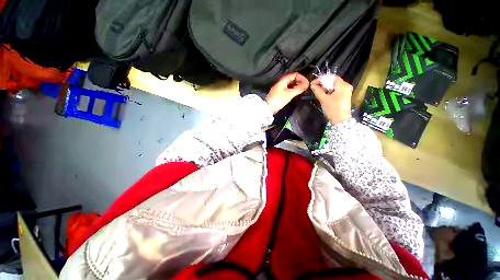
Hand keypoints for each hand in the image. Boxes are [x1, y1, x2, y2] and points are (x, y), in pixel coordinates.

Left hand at [266, 73, 308, 113]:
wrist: (269, 108)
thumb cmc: (278, 100)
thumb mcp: (290, 93)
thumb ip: (299, 88)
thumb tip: (306, 85)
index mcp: (283, 80)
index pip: (295, 74)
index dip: (302, 78)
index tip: (306, 83)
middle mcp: (281, 83)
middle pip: (292, 79)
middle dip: (300, 82)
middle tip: (305, 87)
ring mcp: (279, 88)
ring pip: (290, 84)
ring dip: (296, 86)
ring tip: (301, 90)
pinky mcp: (279, 94)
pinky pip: (287, 89)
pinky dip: (292, 90)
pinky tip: (295, 94)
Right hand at [310, 76, 352, 124]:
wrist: (341, 120)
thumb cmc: (333, 109)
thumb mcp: (324, 100)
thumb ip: (317, 91)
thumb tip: (312, 85)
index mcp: (342, 85)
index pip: (331, 77)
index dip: (321, 79)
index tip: (313, 83)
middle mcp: (346, 86)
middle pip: (333, 81)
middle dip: (323, 83)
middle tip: (315, 87)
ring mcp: (346, 91)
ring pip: (334, 85)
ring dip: (326, 87)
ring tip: (318, 91)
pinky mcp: (345, 95)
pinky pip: (336, 89)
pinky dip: (329, 90)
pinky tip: (324, 94)